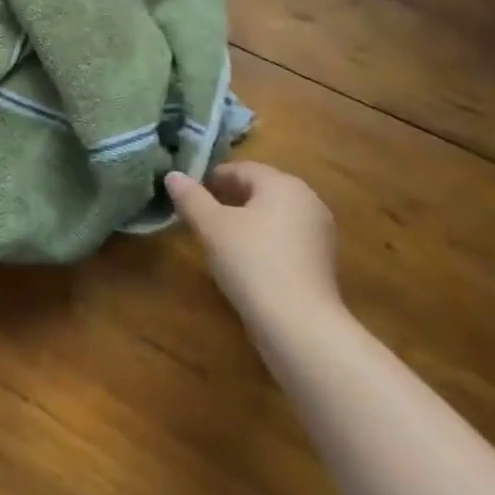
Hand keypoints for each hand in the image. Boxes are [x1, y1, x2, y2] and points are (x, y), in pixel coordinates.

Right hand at [165, 161, 338, 318]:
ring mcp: (320, 232)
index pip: (242, 169)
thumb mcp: (211, 227)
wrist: (299, 325)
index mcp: (283, 184)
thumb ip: (191, 198)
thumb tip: (173, 175)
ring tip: (220, 238)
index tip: (190, 193)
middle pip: (261, 190)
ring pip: (274, 215)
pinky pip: (286, 239)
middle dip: (230, 198)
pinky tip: (246, 261)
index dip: (213, 178)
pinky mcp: (322, 262)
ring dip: (248, 220)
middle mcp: (308, 200)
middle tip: (201, 214)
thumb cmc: (252, 262)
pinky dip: (265, 241)